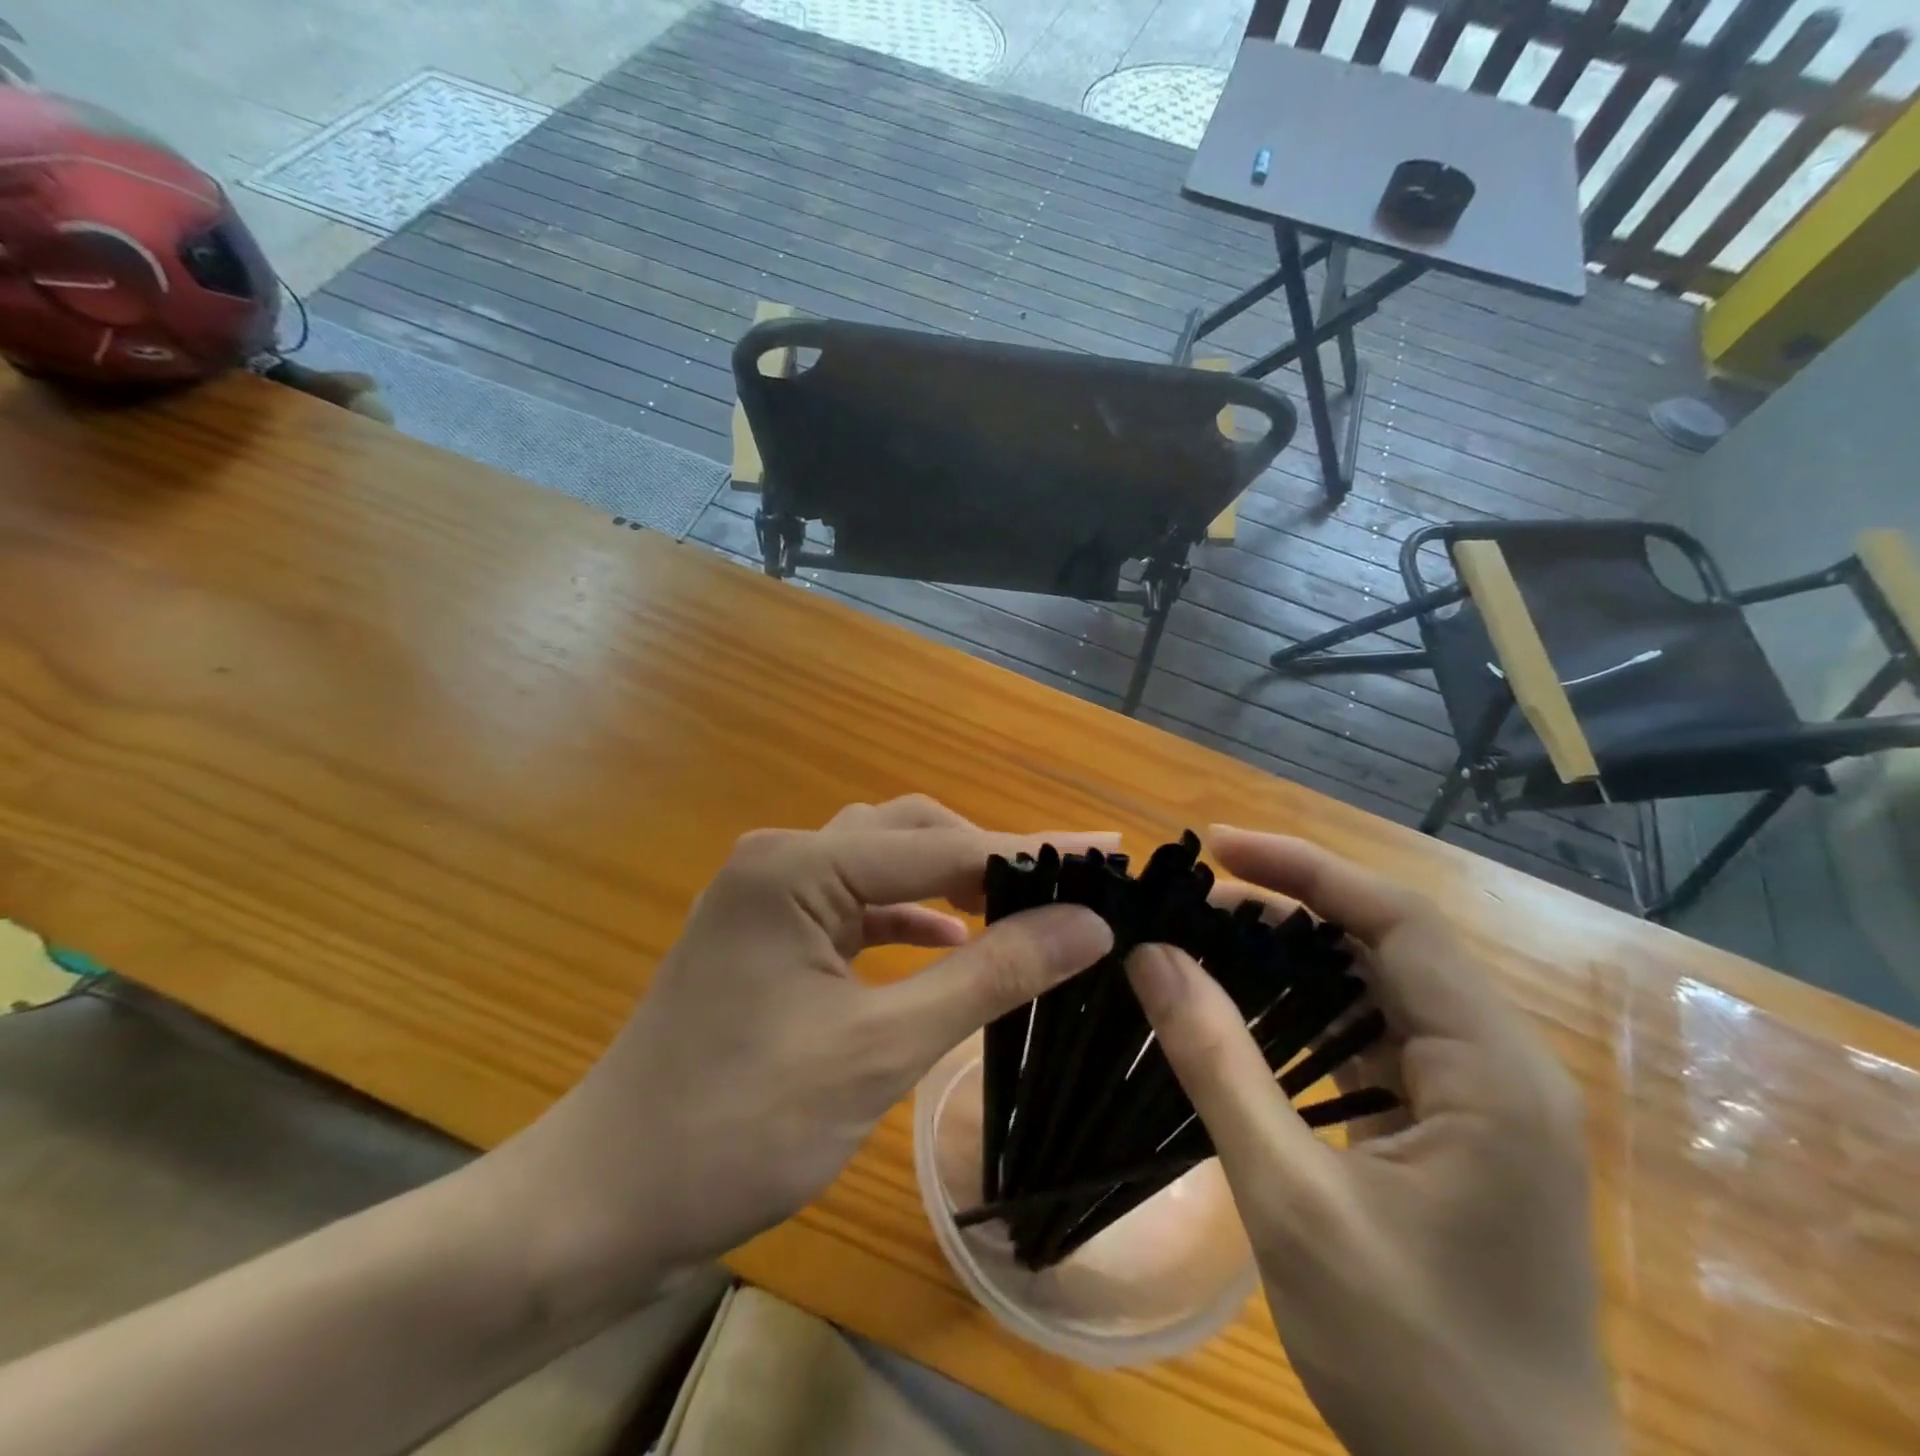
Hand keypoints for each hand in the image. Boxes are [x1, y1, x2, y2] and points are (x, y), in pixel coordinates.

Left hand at [495, 796, 1114, 1299]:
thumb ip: (987, 975)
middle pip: (908, 835)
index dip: (1031, 851)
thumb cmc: (739, 1125)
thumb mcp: (880, 1049)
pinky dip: (906, 917)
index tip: (1108, 853)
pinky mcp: (767, 934)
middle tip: (1064, 889)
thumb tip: (1085, 925)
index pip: (942, 847)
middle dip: (987, 857)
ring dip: (948, 882)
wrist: (606, 1198)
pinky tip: (946, 941)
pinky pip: (854, 905)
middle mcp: (781, 859)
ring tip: (1018, 907)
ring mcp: (768, 895)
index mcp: (798, 867)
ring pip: (880, 864)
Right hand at [1125, 829, 1616, 1455]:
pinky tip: (1253, 1017)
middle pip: (1389, 943)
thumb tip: (1152, 958)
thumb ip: (1220, 1066)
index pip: (1396, 920)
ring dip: (1297, 958)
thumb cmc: (1414, 1364)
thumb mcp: (1294, 1202)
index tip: (1216, 848)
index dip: (1303, 870)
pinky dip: (1312, 1013)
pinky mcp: (1455, 1130)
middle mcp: (1501, 1065)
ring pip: (1381, 988)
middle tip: (1195, 900)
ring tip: (1209, 941)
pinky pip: (1379, 1038)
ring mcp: (1483, 1100)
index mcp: (1492, 1070)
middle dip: (1290, 908)